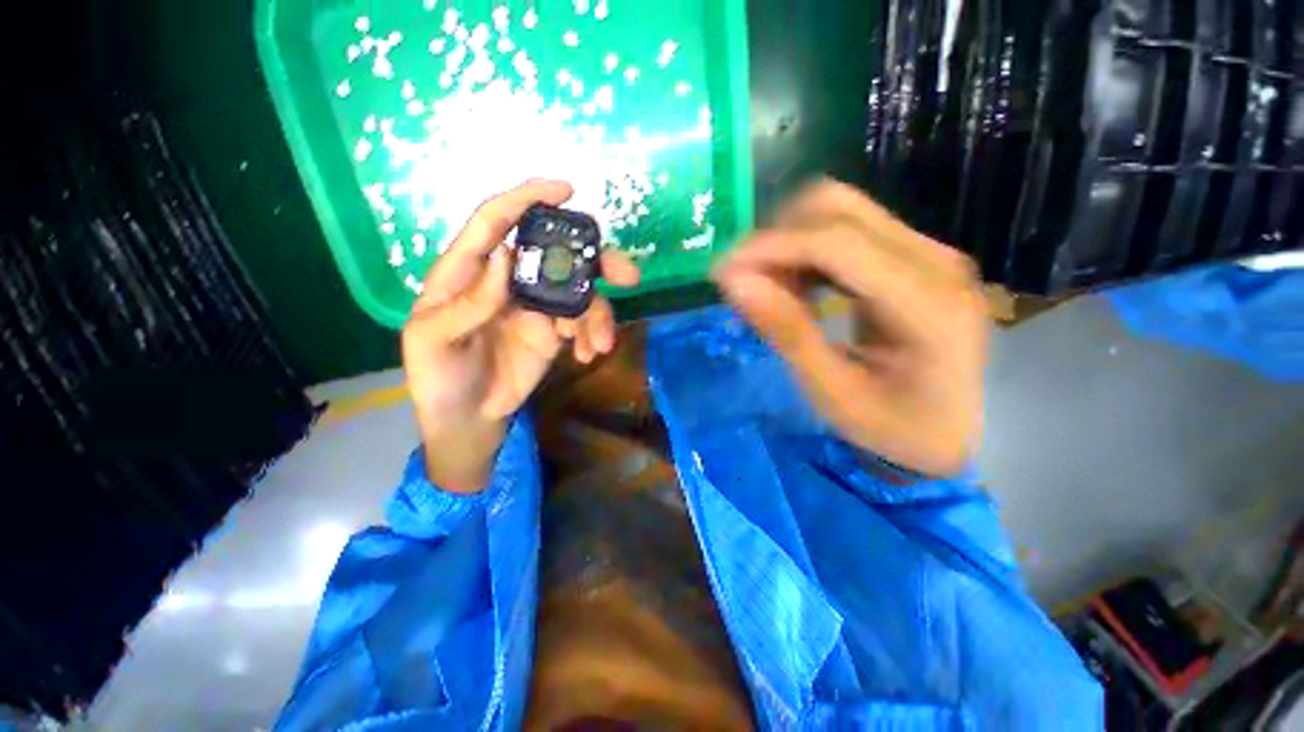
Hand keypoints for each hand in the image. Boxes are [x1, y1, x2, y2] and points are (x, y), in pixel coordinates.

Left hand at [402, 180, 639, 491]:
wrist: (468, 418)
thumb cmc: (439, 377)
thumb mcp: (435, 341)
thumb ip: (468, 301)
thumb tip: (503, 255)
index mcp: (470, 272)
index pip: (495, 222)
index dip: (527, 200)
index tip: (565, 191)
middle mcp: (508, 281)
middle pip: (555, 254)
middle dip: (594, 261)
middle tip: (626, 276)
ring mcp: (536, 307)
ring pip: (579, 292)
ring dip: (598, 314)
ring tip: (598, 343)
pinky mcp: (554, 332)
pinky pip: (583, 323)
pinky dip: (593, 335)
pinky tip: (588, 355)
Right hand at [714, 179, 987, 476]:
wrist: (955, 431)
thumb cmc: (895, 427)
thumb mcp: (833, 393)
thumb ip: (787, 333)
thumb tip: (734, 280)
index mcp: (927, 304)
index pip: (836, 243)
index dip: (771, 248)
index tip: (722, 271)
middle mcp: (936, 260)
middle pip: (838, 210)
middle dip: (777, 238)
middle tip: (746, 282)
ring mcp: (929, 252)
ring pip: (840, 212)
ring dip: (790, 243)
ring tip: (768, 289)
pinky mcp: (914, 255)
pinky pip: (849, 231)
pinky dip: (807, 251)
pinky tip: (796, 287)